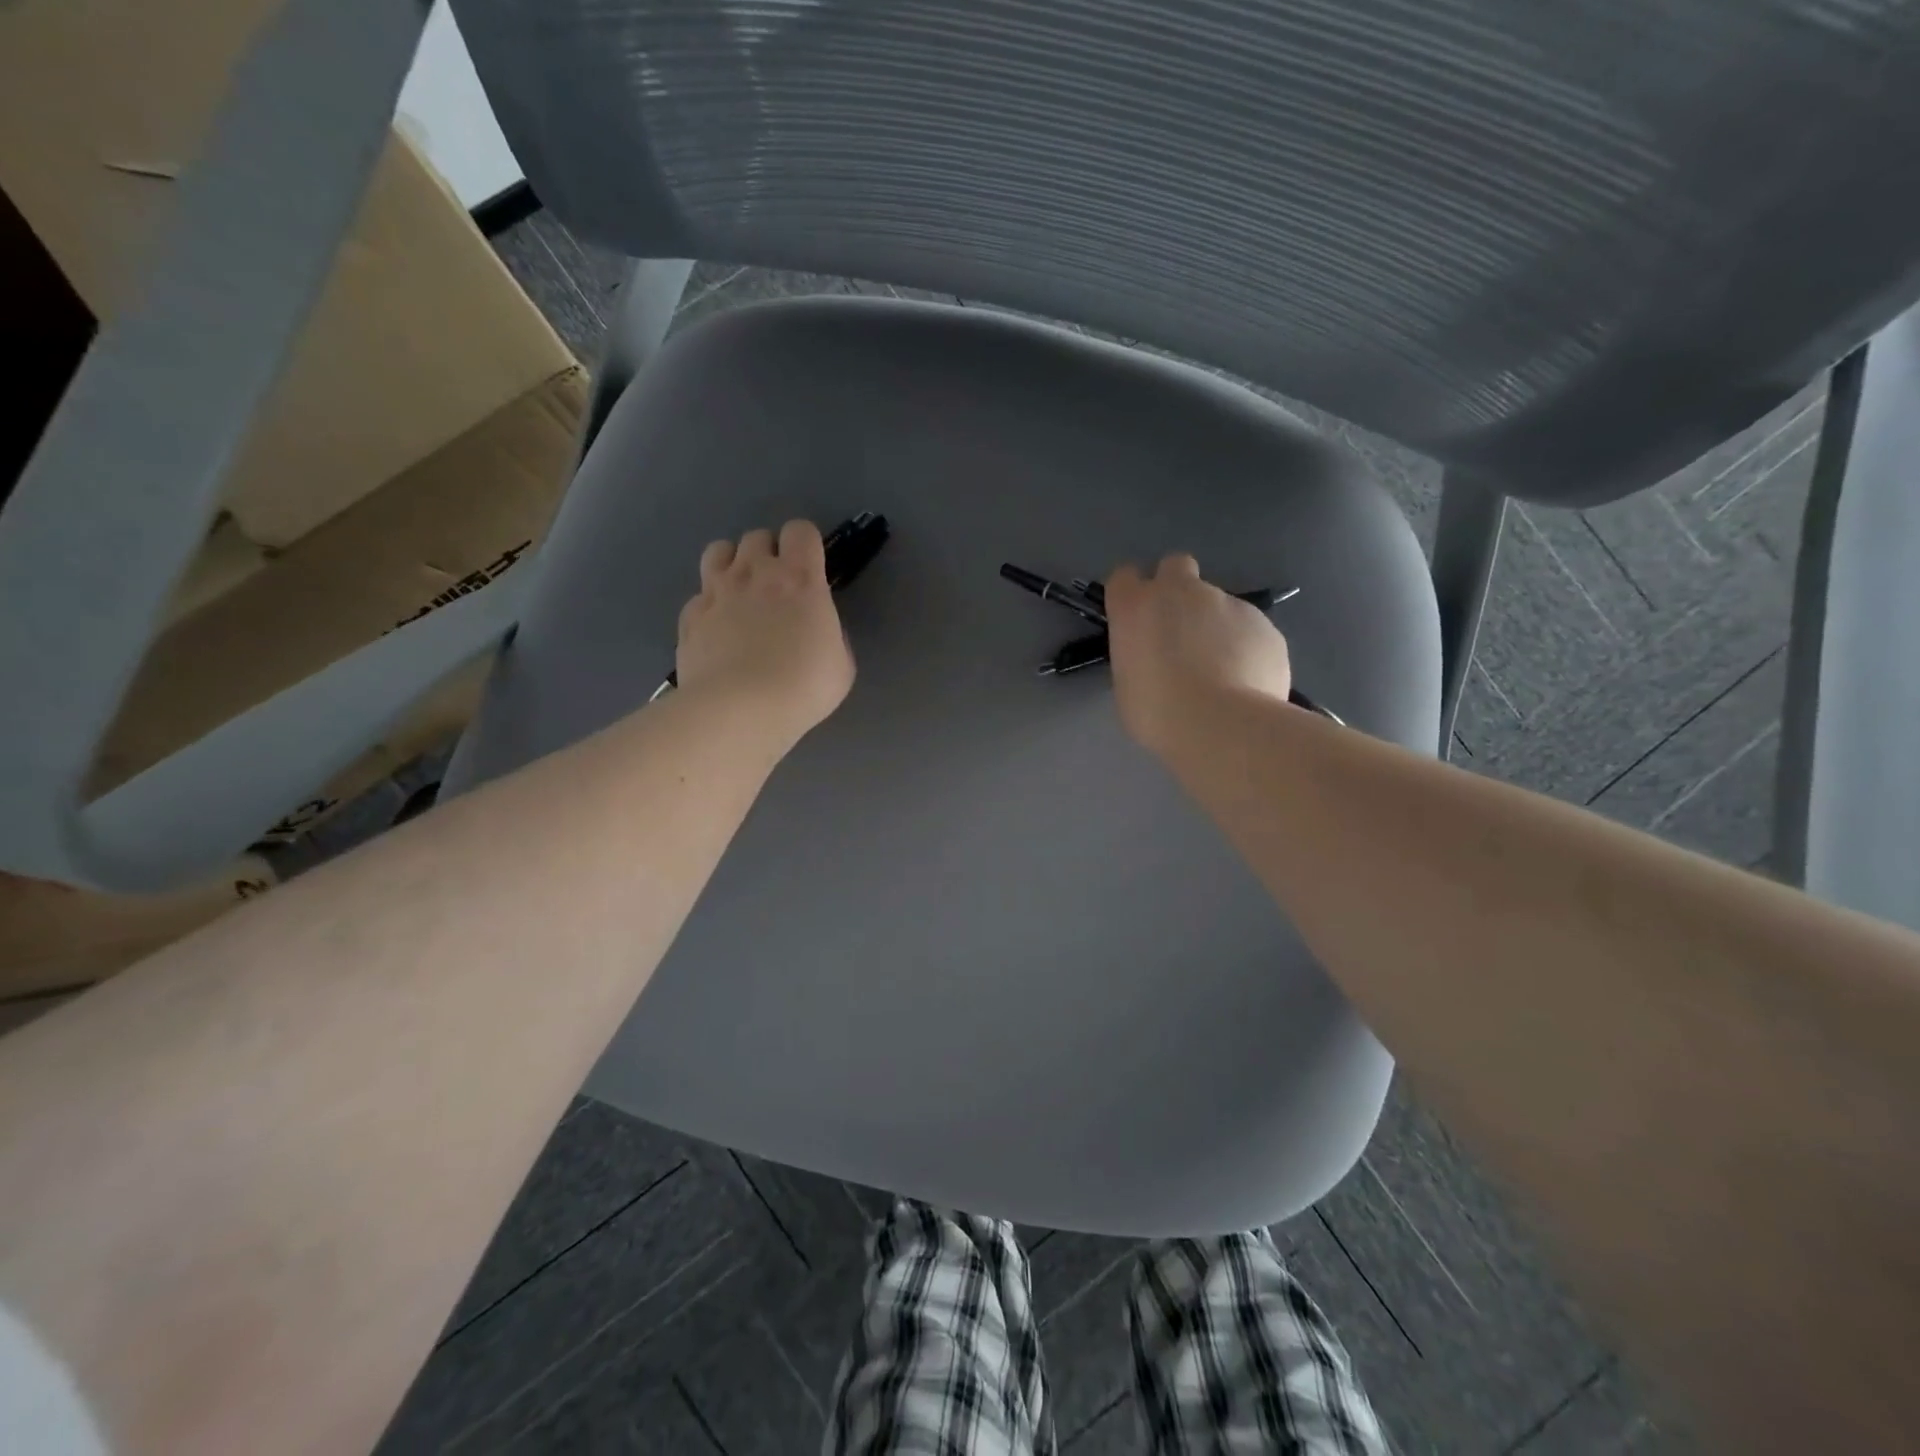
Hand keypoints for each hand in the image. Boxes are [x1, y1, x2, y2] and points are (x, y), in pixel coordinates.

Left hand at [676, 520, 854, 743]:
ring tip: (741, 594)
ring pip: (718, 551)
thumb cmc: (803, 686)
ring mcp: (716, 592)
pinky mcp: (690, 617)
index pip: (801, 530)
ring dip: (732, 564)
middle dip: (768, 554)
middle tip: (777, 587)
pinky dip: (709, 606)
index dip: (806, 545)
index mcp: (800, 579)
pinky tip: (717, 631)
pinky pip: (699, 596)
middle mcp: (755, 573)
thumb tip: (817, 628)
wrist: (739, 710)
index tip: (810, 569)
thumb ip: (830, 634)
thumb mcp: (841, 663)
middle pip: (757, 537)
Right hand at [1105, 553, 1291, 754]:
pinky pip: (1249, 628)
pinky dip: (1245, 646)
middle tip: (1179, 630)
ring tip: (1221, 671)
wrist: (1222, 725)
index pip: (1123, 577)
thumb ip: (1139, 656)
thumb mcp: (1128, 685)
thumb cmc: (1158, 712)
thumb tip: (1156, 656)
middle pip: (1175, 566)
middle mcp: (1181, 592)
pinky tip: (1246, 680)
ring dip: (1215, 626)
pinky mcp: (1264, 622)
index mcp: (1136, 606)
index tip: (1135, 619)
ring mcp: (1228, 602)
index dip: (1130, 595)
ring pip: (1218, 603)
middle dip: (1176, 589)